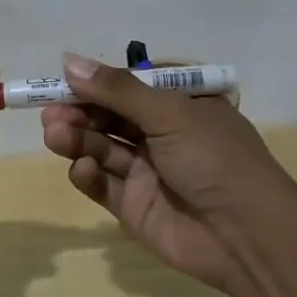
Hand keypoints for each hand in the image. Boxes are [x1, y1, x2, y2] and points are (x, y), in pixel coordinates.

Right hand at [41, 53, 296, 293]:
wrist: (246, 236)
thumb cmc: (214, 159)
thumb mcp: (169, 113)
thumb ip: (116, 90)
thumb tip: (69, 60)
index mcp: (181, 104)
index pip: (130, 85)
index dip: (96, 83)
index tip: (63, 80)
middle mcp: (163, 134)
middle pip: (109, 116)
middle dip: (79, 111)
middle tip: (50, 113)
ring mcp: (147, 171)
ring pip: (101, 147)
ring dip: (77, 138)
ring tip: (56, 134)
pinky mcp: (133, 205)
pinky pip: (102, 183)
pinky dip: (87, 173)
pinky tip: (82, 168)